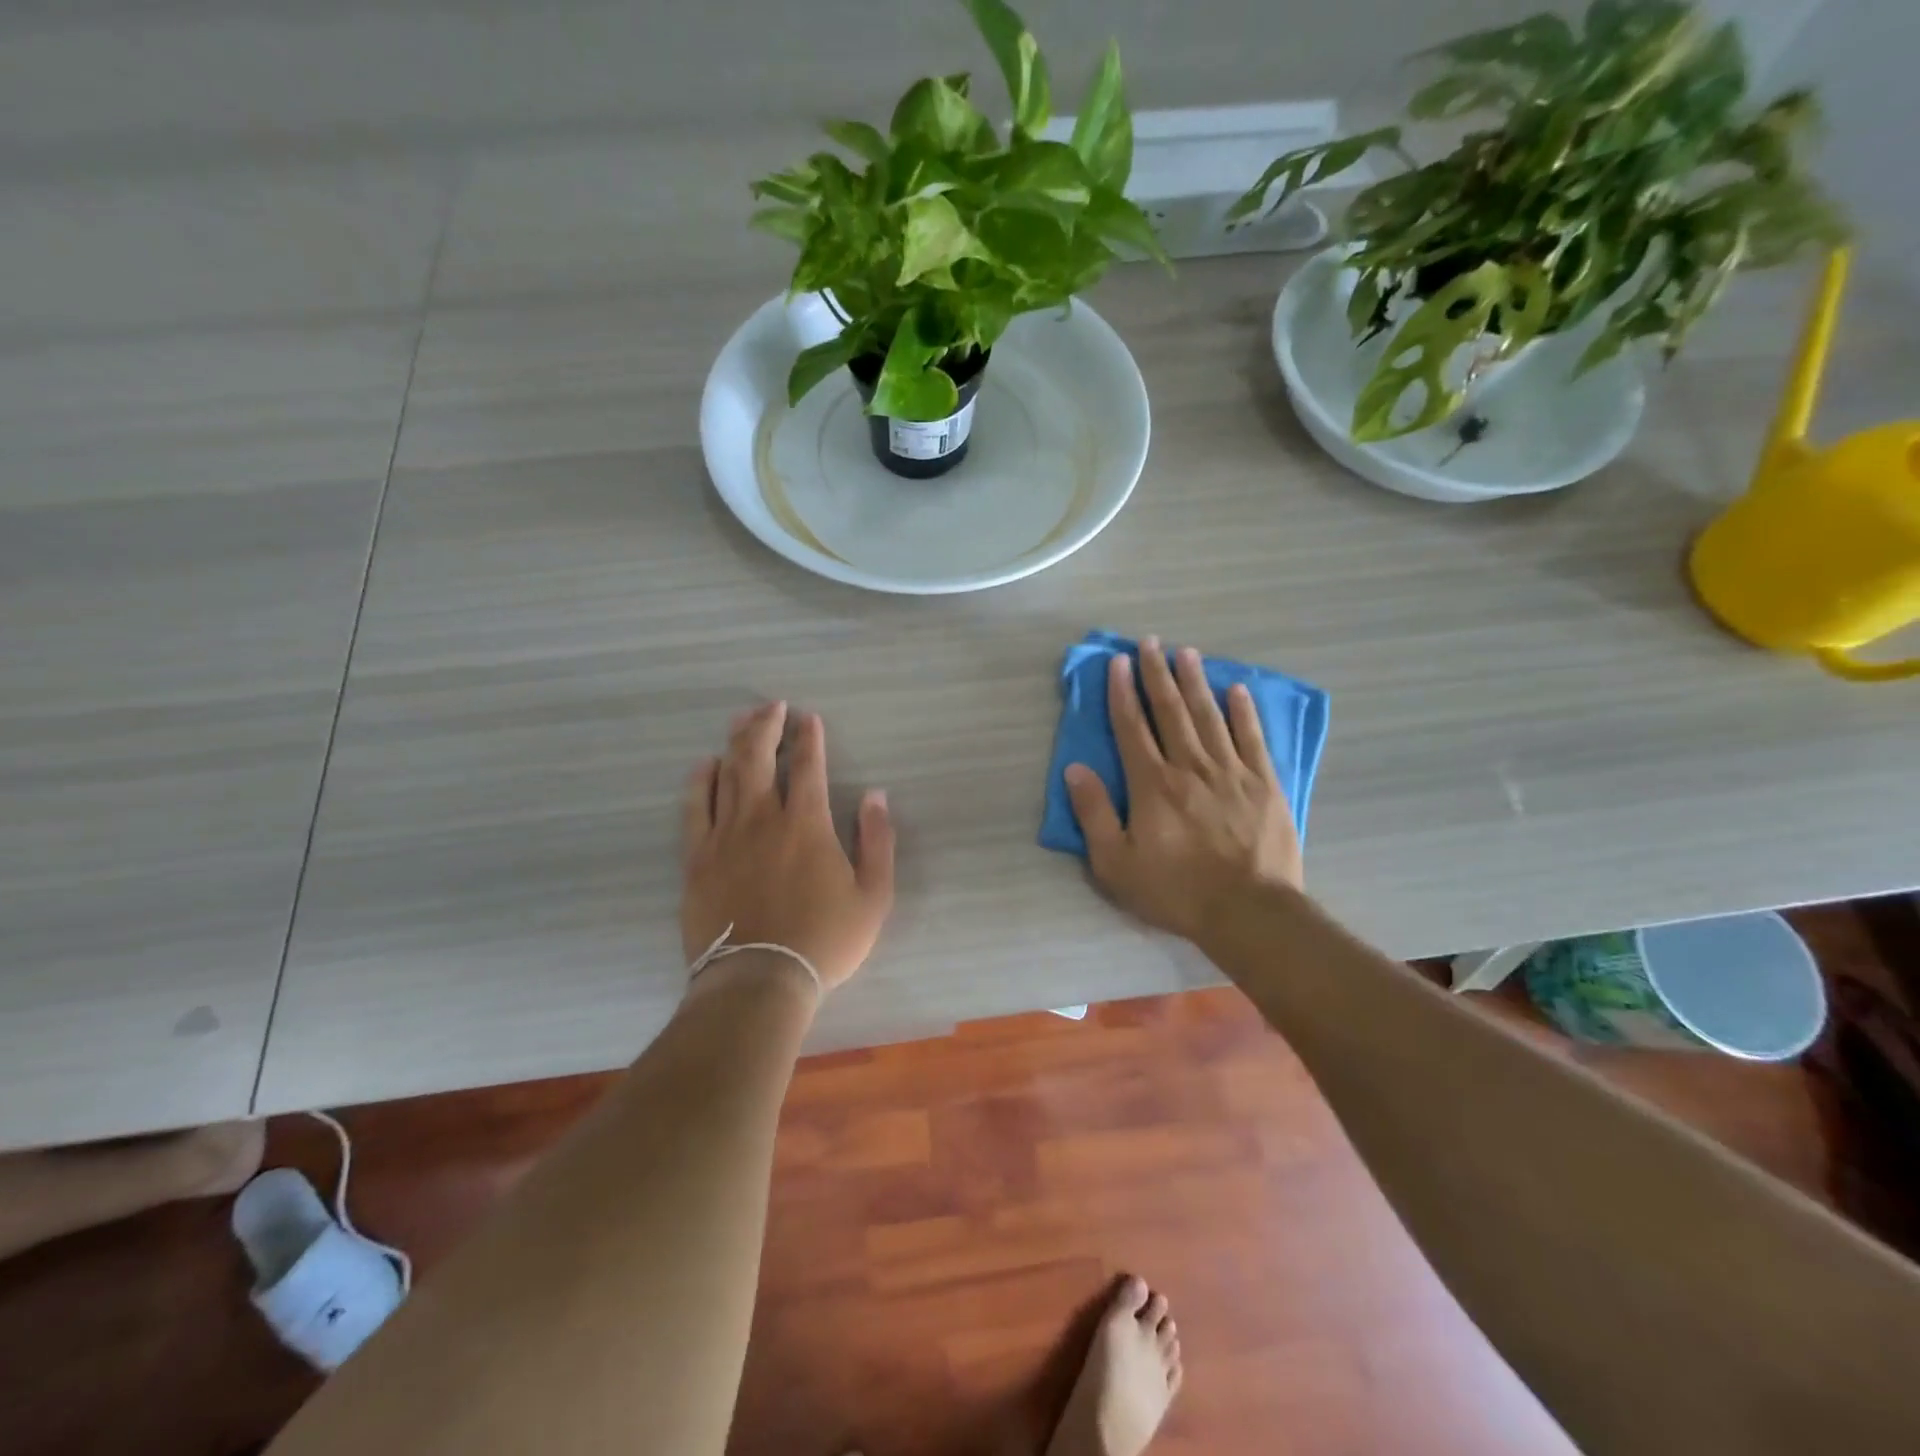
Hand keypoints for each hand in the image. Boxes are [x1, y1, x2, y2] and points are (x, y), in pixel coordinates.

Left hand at [681, 702, 894, 993]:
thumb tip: (876, 795)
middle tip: (772, 706)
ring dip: (735, 743)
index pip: (807, 766)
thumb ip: (878, 841)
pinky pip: (695, 808)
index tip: (808, 718)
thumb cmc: (824, 940)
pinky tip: (705, 766)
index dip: (809, 738)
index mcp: (807, 823)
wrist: (758, 981)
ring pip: (726, 774)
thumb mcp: (873, 896)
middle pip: (758, 757)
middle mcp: (762, 818)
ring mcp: (724, 836)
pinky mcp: (697, 858)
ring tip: (741, 721)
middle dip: (766, 725)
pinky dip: (700, 782)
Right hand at [1065, 639, 1302, 943]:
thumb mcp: (1116, 864)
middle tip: (1151, 642)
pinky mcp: (1264, 784)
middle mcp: (1190, 767)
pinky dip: (1243, 712)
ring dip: (1196, 682)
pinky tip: (1237, 690)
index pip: (1132, 727)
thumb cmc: (1175, 891)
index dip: (1122, 693)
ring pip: (1210, 716)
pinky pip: (1251, 738)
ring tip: (1188, 652)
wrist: (1248, 912)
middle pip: (1171, 711)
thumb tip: (1076, 769)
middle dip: (1158, 674)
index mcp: (1152, 784)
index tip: (1118, 663)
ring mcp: (1231, 772)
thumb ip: (1094, 813)